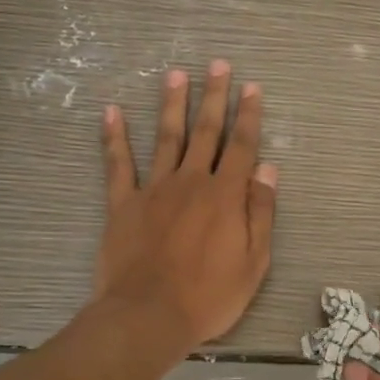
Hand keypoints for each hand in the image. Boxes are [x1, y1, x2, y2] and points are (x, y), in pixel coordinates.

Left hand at [94, 60, 277, 351]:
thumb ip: (260, 213)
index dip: (249, 116)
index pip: (242, 147)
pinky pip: (117, 164)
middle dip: (214, 97)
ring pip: (166, 138)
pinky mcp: (122, 204)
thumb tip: (268, 170)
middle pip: (206, 132)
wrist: (148, 315)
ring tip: (175, 74)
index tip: (252, 88)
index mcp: (225, 196)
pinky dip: (114, 137)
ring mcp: (153, 190)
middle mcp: (191, 182)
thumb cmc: (209, 296)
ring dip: (172, 104)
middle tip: (218, 64)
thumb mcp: (253, 262)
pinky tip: (111, 112)